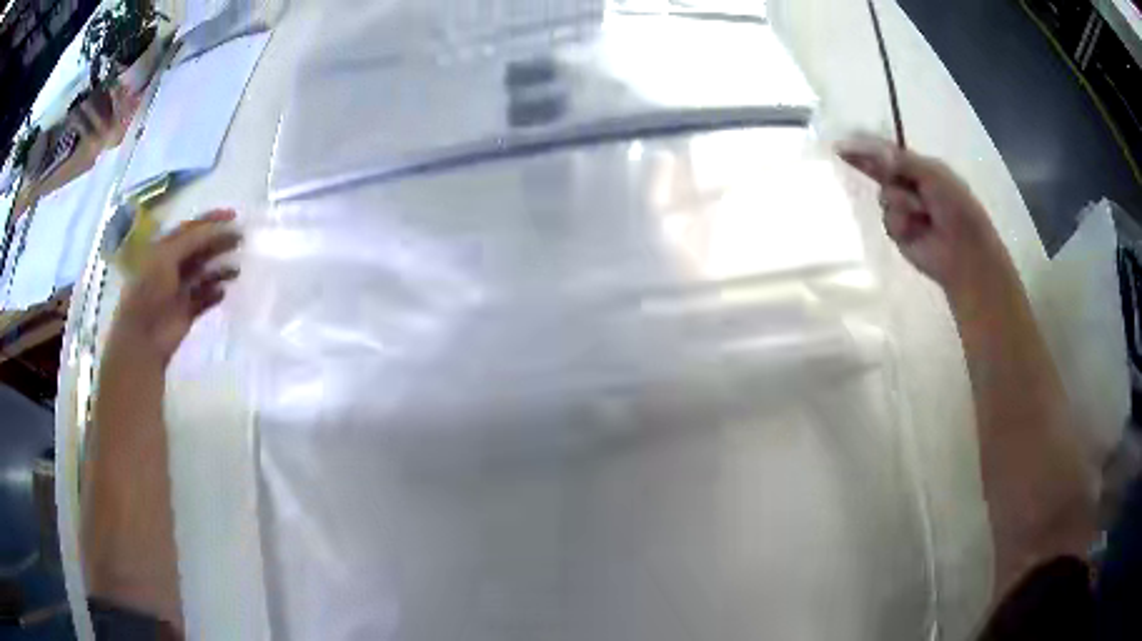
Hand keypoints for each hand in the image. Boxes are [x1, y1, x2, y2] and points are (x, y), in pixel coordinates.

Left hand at [111, 209, 240, 364]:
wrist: (142, 336)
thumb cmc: (148, 289)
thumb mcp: (167, 255)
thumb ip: (194, 239)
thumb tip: (222, 227)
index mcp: (164, 248)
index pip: (191, 228)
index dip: (211, 220)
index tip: (234, 216)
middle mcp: (172, 266)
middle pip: (200, 249)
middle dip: (219, 242)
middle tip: (241, 239)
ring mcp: (179, 290)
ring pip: (204, 273)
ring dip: (220, 268)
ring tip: (237, 269)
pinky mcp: (187, 312)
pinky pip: (205, 299)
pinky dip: (215, 294)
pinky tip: (224, 291)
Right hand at [837, 138, 1013, 298]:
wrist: (965, 251)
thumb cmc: (956, 207)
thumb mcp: (933, 174)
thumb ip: (903, 162)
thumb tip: (876, 155)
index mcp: (920, 168)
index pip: (889, 153)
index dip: (867, 146)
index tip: (844, 143)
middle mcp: (909, 186)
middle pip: (879, 171)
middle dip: (864, 163)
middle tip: (841, 152)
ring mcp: (903, 210)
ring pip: (884, 195)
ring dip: (900, 201)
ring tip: (921, 212)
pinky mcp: (899, 233)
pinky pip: (888, 220)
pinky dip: (901, 222)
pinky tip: (916, 229)